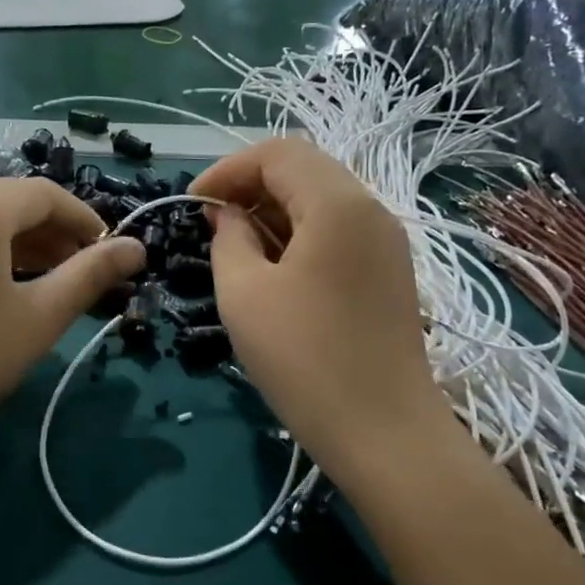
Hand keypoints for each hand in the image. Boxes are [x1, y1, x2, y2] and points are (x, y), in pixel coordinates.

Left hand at [0, 178, 144, 472]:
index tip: (109, 253)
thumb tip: (137, 247)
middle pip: (6, 200)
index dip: (84, 220)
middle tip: (78, 270)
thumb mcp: (37, 320)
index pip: (44, 194)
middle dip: (50, 230)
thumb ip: (91, 275)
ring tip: (40, 280)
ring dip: (13, 240)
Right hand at [192, 139, 443, 473]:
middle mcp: (371, 209)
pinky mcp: (390, 270)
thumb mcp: (244, 292)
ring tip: (236, 244)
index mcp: (338, 204)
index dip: (228, 170)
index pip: (278, 153)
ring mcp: (387, 241)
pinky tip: (274, 266)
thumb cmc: (303, 358)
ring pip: (322, 198)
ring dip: (274, 208)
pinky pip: (338, 229)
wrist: (382, 431)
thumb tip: (227, 214)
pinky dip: (300, 231)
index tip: (194, 204)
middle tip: (211, 221)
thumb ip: (228, 238)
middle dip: (251, 184)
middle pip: (305, 168)